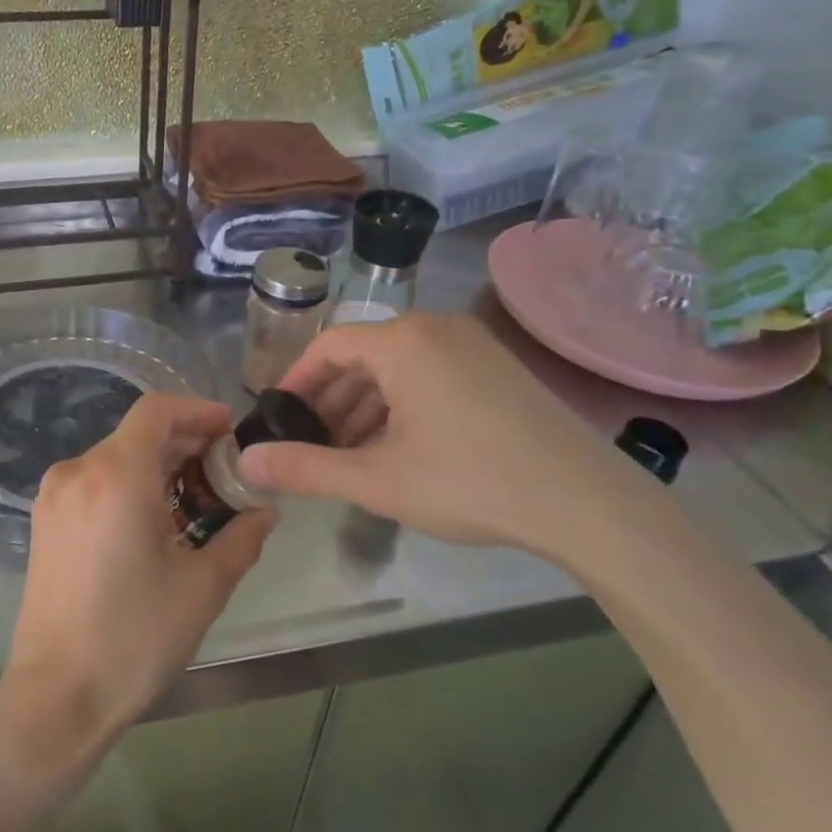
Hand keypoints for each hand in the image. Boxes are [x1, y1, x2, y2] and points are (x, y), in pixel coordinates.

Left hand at [0, 394, 276, 781]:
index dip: (196, 410)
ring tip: (193, 496)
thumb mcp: (202, 588)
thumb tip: (264, 511)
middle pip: (136, 433)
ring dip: (155, 464)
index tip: (228, 429)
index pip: (156, 411)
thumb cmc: (134, 637)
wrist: (57, 697)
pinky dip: (127, 483)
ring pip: (114, 456)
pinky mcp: (43, 520)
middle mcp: (78, 471)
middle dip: (182, 441)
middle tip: (223, 468)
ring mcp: (54, 495)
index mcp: (116, 475)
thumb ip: (240, 538)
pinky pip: (93, 481)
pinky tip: (152, 518)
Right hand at [237, 312, 664, 559]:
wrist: (587, 504)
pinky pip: (432, 374)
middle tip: (314, 444)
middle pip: (364, 356)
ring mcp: (474, 345)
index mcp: (402, 342)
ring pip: (399, 368)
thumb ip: (305, 469)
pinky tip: (401, 449)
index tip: (281, 418)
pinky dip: (404, 405)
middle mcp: (436, 328)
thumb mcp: (377, 480)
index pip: (329, 347)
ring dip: (367, 406)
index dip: (297, 381)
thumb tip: (244, 464)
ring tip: (352, 453)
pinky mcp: (499, 368)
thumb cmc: (470, 482)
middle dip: (332, 400)